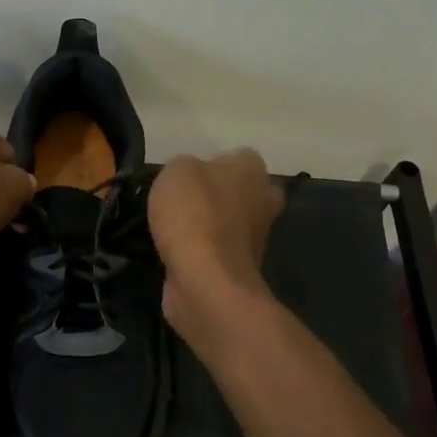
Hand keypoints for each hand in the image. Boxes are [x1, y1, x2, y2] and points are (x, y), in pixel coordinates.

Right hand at [148, 150, 283, 330]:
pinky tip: (177, 252)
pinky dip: (203, 252)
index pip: (239, 156)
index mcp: (252, 169)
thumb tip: (191, 176)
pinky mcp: (241, 267)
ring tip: (173, 228)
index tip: (188, 175)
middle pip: (243, 190)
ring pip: (232, 222)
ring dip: (211, 226)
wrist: (205, 279)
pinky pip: (220, 250)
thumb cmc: (193, 214)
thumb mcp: (176, 171)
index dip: (214, 162)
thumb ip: (185, 166)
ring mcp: (257, 237)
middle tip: (185, 201)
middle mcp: (264, 199)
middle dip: (220, 195)